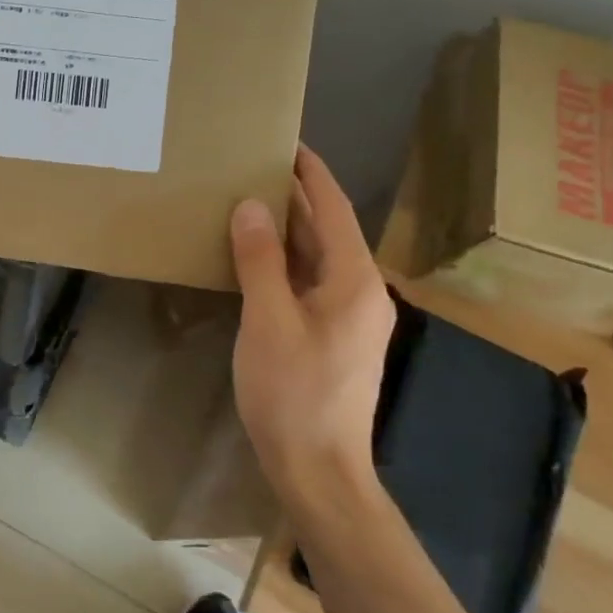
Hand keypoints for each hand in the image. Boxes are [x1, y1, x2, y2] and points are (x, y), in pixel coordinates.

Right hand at [229, 146, 395, 507]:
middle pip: (329, 230)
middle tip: (254, 167)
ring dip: (290, 229)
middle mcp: (362, 291)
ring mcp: (352, 317)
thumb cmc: (293, 393)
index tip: (285, 142)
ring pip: (320, 257)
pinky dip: (287, 262)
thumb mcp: (268, 320)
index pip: (333, 208)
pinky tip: (257, 259)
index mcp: (353, 280)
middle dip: (296, 197)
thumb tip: (253, 205)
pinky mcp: (337, 337)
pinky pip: (313, 282)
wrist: (319, 470)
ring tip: (251, 202)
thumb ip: (260, 260)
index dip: (310, 172)